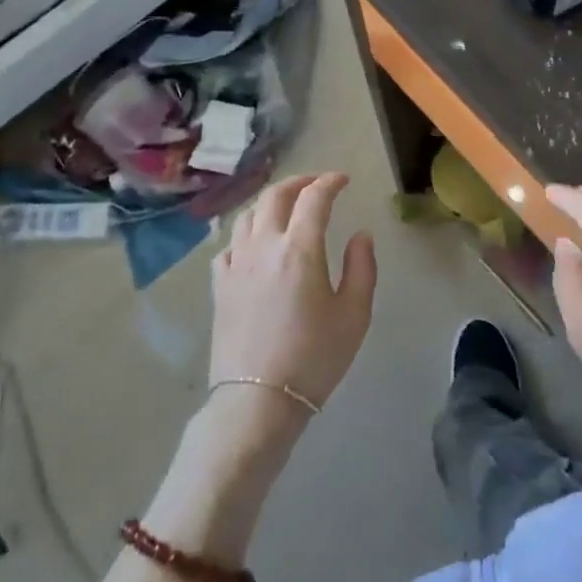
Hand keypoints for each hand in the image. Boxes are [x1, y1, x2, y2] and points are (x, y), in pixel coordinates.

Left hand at [209, 174, 376, 432]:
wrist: (257, 402)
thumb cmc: (314, 358)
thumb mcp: (354, 315)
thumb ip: (362, 267)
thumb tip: (361, 235)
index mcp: (300, 248)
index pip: (314, 197)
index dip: (330, 182)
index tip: (343, 180)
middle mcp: (264, 245)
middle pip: (275, 195)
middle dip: (298, 182)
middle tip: (316, 184)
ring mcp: (236, 264)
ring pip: (248, 215)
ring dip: (270, 203)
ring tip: (285, 208)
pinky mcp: (219, 285)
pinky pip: (230, 245)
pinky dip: (246, 234)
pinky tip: (254, 245)